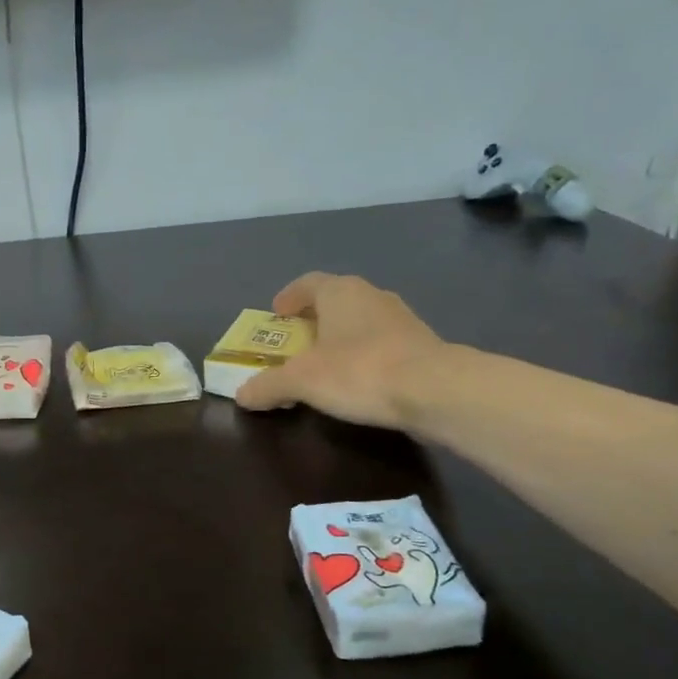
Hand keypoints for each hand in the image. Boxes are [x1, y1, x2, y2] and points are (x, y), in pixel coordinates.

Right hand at [235, 273, 450, 428]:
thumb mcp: (300, 381)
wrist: (435, 391)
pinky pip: (380, 344)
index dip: (290, 297)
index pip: (308, 283)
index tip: (277, 313)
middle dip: (313, 319)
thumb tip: (241, 395)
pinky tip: (356, 382)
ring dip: (340, 338)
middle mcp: (372, 296)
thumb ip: (268, 386)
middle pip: (335, 301)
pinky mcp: (421, 346)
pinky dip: (363, 356)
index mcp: (340, 292)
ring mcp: (401, 319)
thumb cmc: (359, 371)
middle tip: (295, 342)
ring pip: (360, 322)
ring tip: (324, 364)